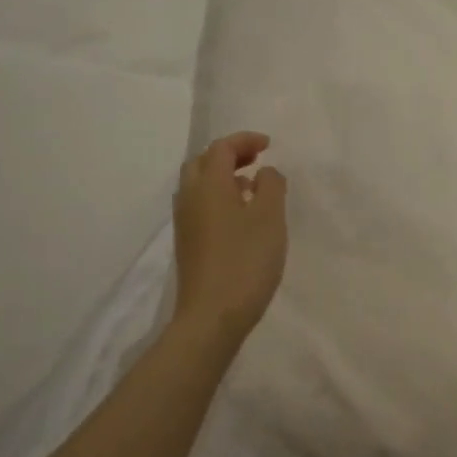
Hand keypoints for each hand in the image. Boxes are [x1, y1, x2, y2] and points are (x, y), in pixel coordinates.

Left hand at [173, 132, 287, 343]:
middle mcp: (190, 198)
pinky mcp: (188, 244)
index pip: (222, 148)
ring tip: (251, 187)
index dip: (245, 140)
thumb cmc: (245, 261)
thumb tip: (264, 173)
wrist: (211, 316)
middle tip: (255, 160)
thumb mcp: (270, 218)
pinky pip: (200, 206)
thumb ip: (271, 186)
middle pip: (202, 162)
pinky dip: (218, 198)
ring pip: (198, 186)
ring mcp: (185, 223)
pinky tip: (240, 216)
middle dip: (229, 155)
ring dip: (222, 177)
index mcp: (208, 185)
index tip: (269, 145)